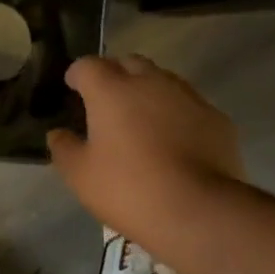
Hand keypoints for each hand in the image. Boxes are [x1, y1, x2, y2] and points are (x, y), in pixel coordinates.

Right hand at [46, 55, 243, 264]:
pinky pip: (189, 106)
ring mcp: (188, 97)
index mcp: (112, 90)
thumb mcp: (80, 175)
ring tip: (142, 122)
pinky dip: (177, 115)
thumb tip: (58, 134)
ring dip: (148, 92)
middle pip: (128, 63)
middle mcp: (151, 82)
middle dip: (115, 75)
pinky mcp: (216, 118)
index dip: (77, 75)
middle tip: (107, 103)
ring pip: (162, 81)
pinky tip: (175, 142)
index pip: (88, 65)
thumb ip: (64, 148)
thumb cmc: (128, 189)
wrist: (198, 210)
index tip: (73, 89)